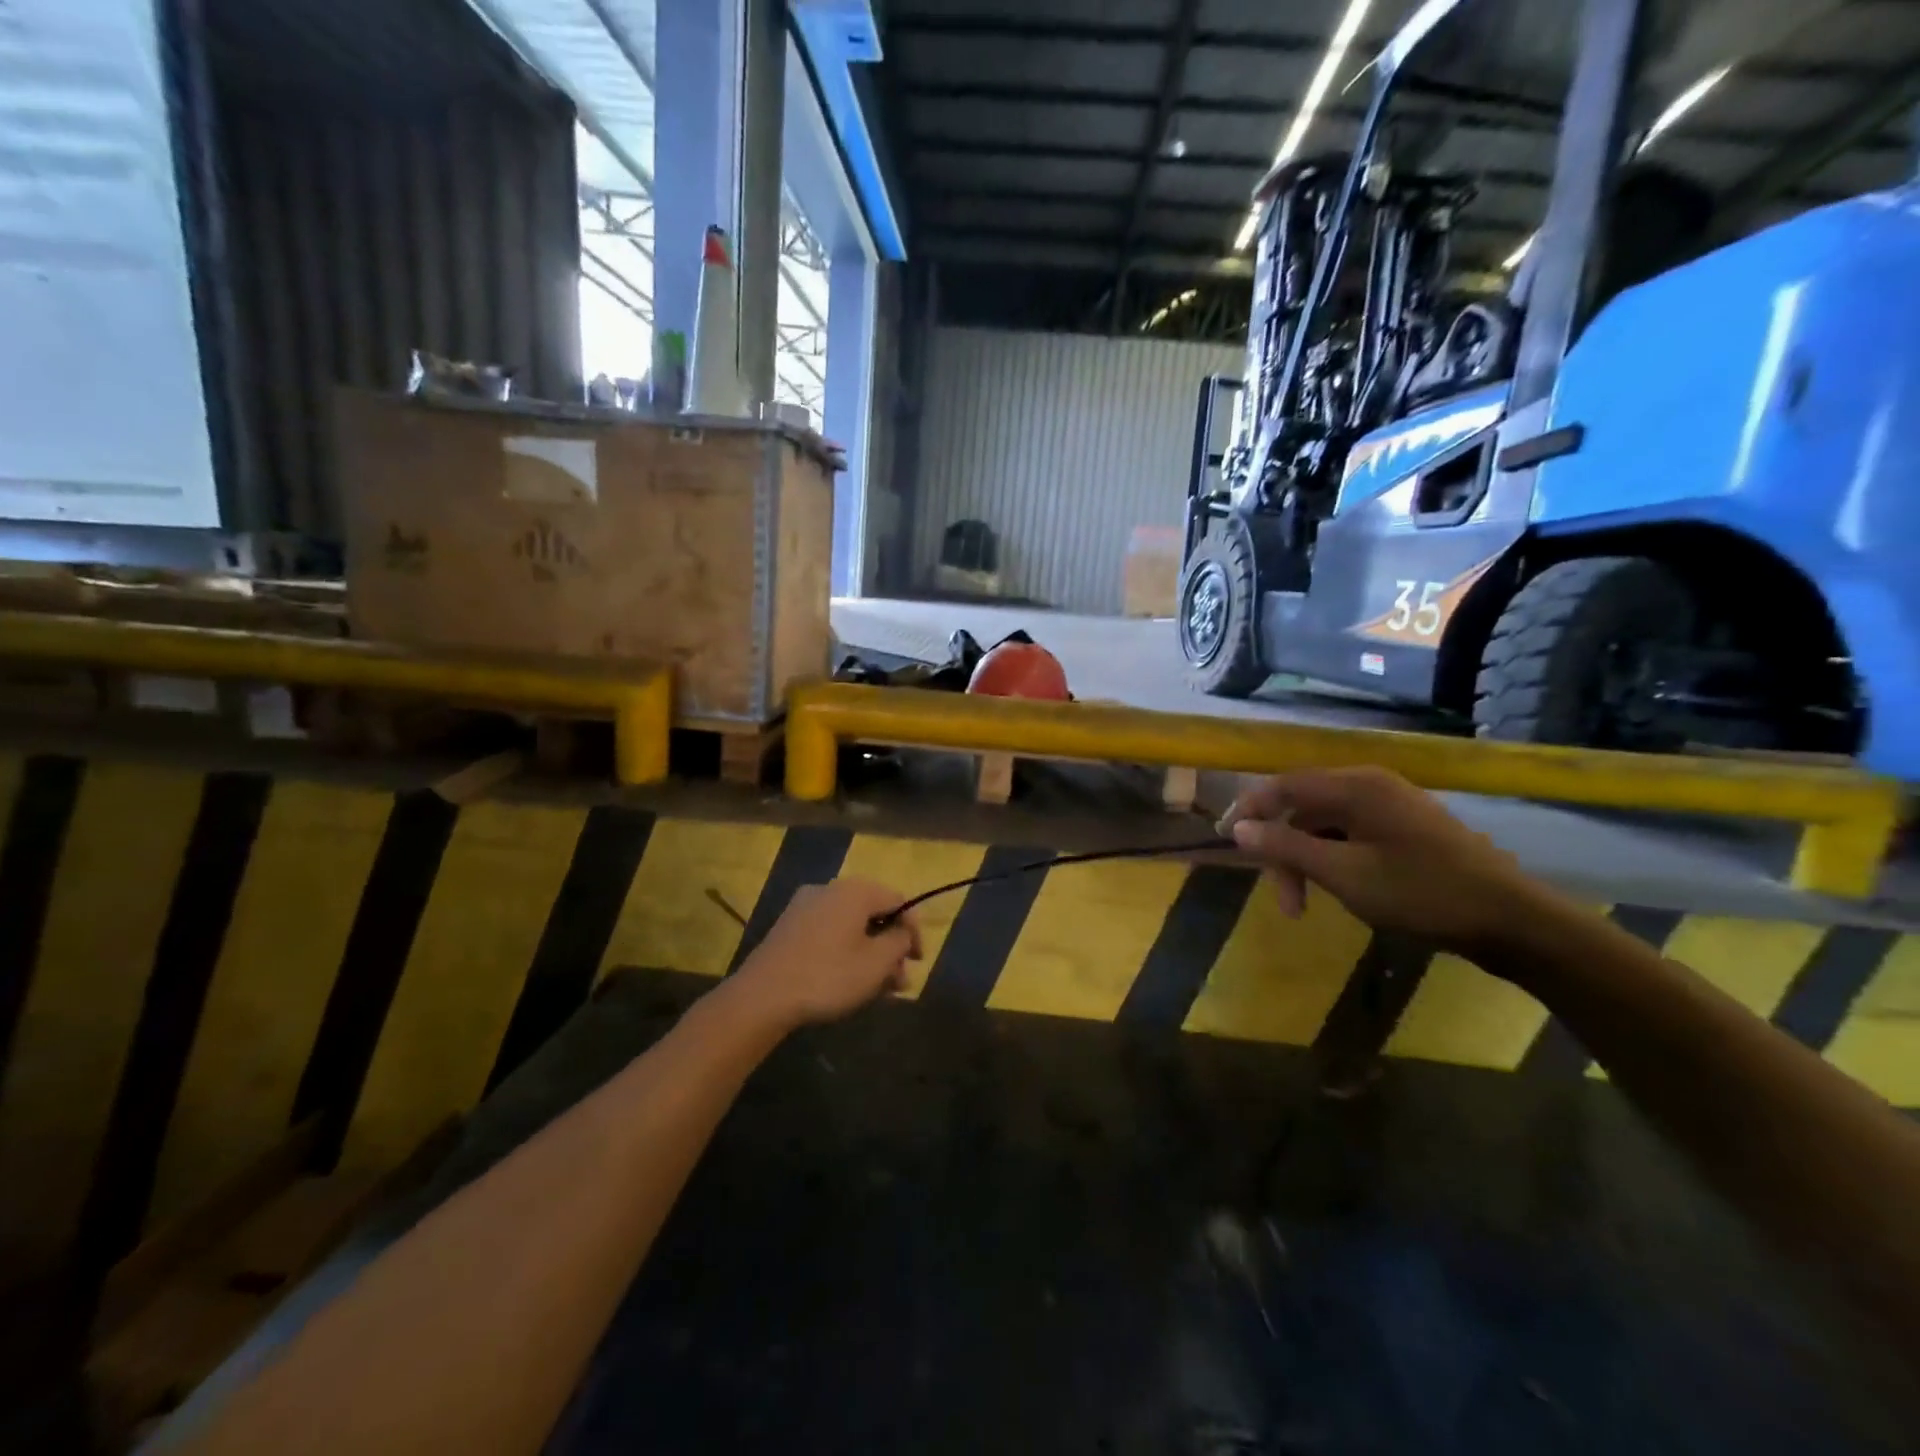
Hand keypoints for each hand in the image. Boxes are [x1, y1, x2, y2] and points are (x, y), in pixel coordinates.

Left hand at [731, 877, 922, 1028]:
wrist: (761, 997)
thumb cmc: (827, 976)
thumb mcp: (876, 963)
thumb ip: (899, 942)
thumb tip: (902, 933)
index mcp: (855, 890)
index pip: (898, 900)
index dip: (914, 930)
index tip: (918, 961)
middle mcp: (830, 889)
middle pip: (873, 913)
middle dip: (891, 946)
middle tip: (900, 980)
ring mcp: (805, 907)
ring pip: (851, 926)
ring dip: (870, 953)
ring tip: (879, 989)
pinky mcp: (789, 928)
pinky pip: (830, 933)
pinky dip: (846, 952)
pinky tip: (849, 981)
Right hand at [1221, 767, 1553, 956]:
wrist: (1512, 921)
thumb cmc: (1421, 893)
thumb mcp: (1343, 874)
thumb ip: (1286, 847)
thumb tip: (1238, 828)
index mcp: (1355, 786)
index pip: (1282, 785)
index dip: (1248, 809)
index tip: (1224, 840)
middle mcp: (1370, 785)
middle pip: (1303, 807)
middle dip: (1283, 850)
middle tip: (1284, 900)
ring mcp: (1392, 806)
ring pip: (1326, 824)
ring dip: (1307, 860)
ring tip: (1308, 904)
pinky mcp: (1406, 828)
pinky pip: (1351, 833)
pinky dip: (1333, 859)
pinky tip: (1340, 889)